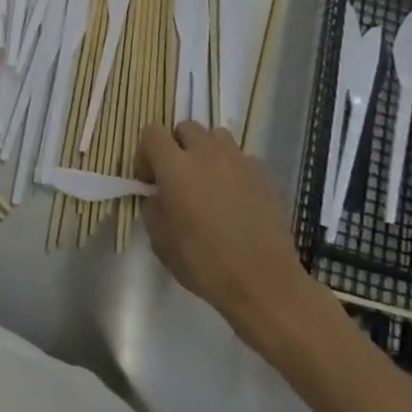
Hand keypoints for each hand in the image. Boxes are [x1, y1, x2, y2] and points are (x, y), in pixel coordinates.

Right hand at [138, 122, 328, 364]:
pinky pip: (242, 158)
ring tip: (209, 181)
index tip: (150, 181)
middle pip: (186, 128)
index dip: (146, 153)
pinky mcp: (265, 175)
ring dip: (207, 152)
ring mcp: (239, 161)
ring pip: (217, 136)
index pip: (152, 133)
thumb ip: (153, 207)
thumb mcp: (160, 241)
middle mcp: (206, 154)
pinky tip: (237, 197)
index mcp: (175, 167)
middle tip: (179, 178)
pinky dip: (234, 170)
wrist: (264, 284)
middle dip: (177, 147)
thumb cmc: (205, 264)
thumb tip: (158, 195)